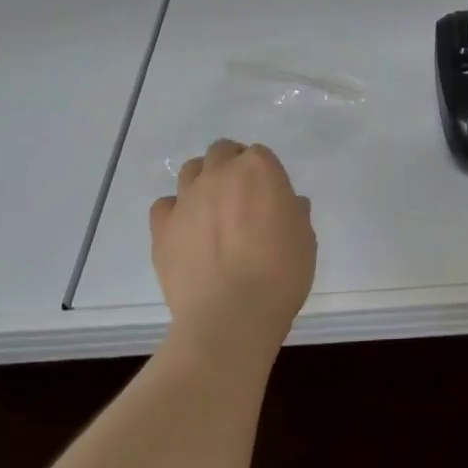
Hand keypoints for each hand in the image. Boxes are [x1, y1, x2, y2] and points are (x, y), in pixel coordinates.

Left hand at [150, 140, 316, 360]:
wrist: (232, 315)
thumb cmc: (280, 273)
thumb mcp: (304, 239)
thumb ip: (294, 214)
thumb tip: (288, 204)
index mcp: (258, 169)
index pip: (260, 155)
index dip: (265, 174)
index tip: (270, 197)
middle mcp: (219, 173)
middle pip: (221, 152)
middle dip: (230, 166)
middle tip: (241, 198)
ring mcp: (186, 198)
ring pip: (190, 170)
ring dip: (202, 181)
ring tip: (211, 211)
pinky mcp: (162, 227)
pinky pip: (165, 205)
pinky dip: (176, 212)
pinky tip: (186, 232)